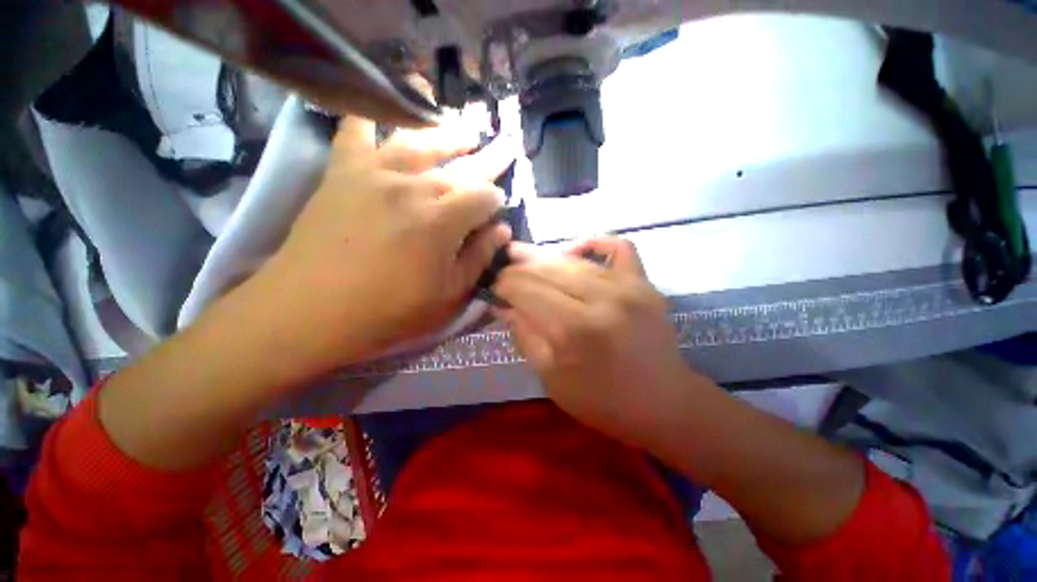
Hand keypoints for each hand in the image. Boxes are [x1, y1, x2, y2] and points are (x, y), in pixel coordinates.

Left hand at [237, 116, 515, 382]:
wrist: (311, 310)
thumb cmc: (389, 311)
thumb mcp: (449, 296)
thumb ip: (479, 258)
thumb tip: (502, 230)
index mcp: (443, 222)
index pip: (484, 197)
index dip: (496, 201)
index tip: (498, 208)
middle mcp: (414, 187)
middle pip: (461, 166)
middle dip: (488, 160)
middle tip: (504, 149)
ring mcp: (376, 173)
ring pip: (420, 140)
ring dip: (448, 134)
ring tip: (467, 131)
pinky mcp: (343, 171)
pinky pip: (356, 129)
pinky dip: (370, 113)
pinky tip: (385, 107)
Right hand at [493, 238, 705, 446]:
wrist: (664, 403)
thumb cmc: (603, 401)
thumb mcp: (551, 378)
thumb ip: (524, 335)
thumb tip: (502, 305)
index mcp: (575, 329)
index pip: (527, 289)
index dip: (504, 283)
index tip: (492, 285)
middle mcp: (602, 298)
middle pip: (548, 269)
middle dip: (518, 268)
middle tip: (504, 271)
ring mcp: (629, 285)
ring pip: (574, 259)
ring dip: (544, 259)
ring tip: (528, 263)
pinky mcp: (645, 281)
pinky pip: (618, 246)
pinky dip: (593, 243)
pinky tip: (575, 253)